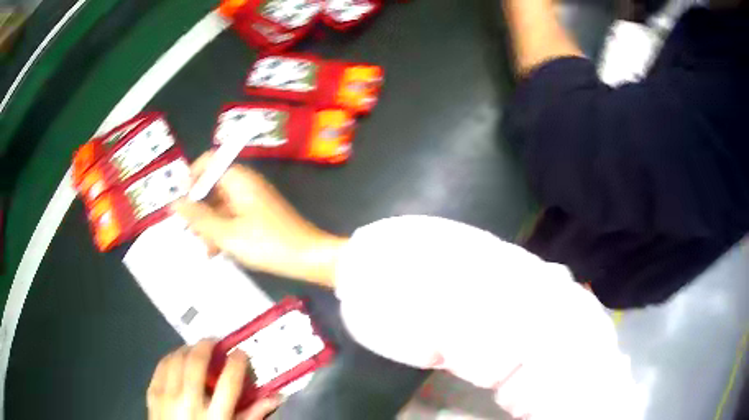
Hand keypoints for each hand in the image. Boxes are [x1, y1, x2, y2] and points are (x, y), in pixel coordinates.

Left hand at [147, 341, 279, 419]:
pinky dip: (171, 357)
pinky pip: (160, 366)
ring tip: (196, 349)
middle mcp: (190, 403)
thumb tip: (276, 397)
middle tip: (215, 342)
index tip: (241, 352)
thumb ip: (253, 415)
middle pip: (197, 363)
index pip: (230, 382)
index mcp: (216, 416)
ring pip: (176, 359)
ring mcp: (167, 396)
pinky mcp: (152, 394)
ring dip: (188, 349)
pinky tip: (178, 358)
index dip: (237, 362)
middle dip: (208, 345)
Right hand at [172, 153, 346, 287]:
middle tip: (191, 233)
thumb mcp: (226, 234)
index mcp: (237, 179)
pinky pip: (232, 216)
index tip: (183, 203)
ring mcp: (251, 199)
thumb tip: (174, 203)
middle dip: (198, 209)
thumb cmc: (266, 243)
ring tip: (206, 249)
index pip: (208, 161)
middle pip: (211, 185)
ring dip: (209, 225)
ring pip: (220, 204)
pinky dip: (222, 230)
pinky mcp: (257, 214)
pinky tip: (217, 252)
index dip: (191, 178)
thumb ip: (198, 218)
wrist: (307, 256)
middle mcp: (244, 183)